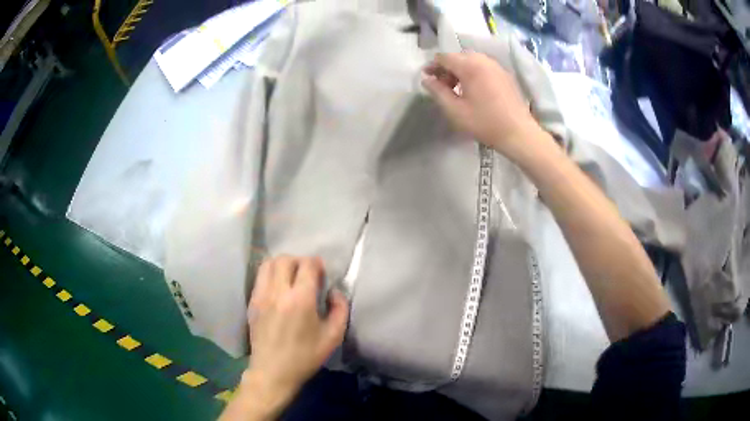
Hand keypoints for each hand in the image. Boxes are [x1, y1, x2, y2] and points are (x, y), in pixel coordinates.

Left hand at [233, 256, 348, 418]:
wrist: (273, 372)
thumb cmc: (305, 356)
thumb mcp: (333, 337)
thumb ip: (340, 309)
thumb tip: (334, 292)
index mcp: (300, 299)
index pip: (307, 265)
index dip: (317, 264)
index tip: (322, 274)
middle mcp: (278, 291)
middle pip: (286, 259)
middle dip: (299, 261)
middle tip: (307, 275)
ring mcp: (261, 295)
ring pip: (268, 263)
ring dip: (282, 265)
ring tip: (290, 278)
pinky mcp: (252, 302)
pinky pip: (260, 277)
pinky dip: (270, 275)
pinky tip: (278, 289)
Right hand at [422, 52, 541, 156]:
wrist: (518, 133)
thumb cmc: (484, 122)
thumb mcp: (455, 110)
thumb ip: (437, 92)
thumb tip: (426, 80)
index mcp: (469, 65)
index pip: (444, 57)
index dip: (432, 66)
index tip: (427, 79)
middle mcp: (483, 60)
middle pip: (458, 57)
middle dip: (447, 69)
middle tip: (442, 86)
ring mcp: (496, 66)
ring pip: (471, 61)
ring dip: (460, 71)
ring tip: (457, 89)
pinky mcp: (505, 75)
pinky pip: (484, 67)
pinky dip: (474, 73)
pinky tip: (474, 90)